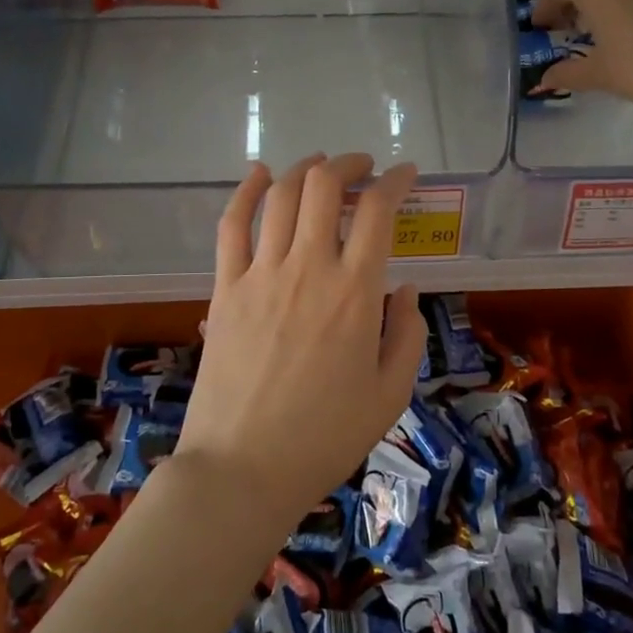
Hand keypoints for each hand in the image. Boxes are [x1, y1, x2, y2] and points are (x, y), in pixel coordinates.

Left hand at [176, 154, 428, 530]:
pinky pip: (232, 225)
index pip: (377, 210)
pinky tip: (259, 173)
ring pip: (281, 196)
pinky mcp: (225, 288)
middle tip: (363, 168)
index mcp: (355, 292)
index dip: (396, 181)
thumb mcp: (390, 394)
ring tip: (321, 167)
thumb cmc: (325, 438)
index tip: (406, 175)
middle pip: (324, 186)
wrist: (243, 468)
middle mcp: (308, 267)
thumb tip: (404, 289)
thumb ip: (407, 334)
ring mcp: (260, 274)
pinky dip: (246, 191)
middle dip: (348, 164)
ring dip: (305, 170)